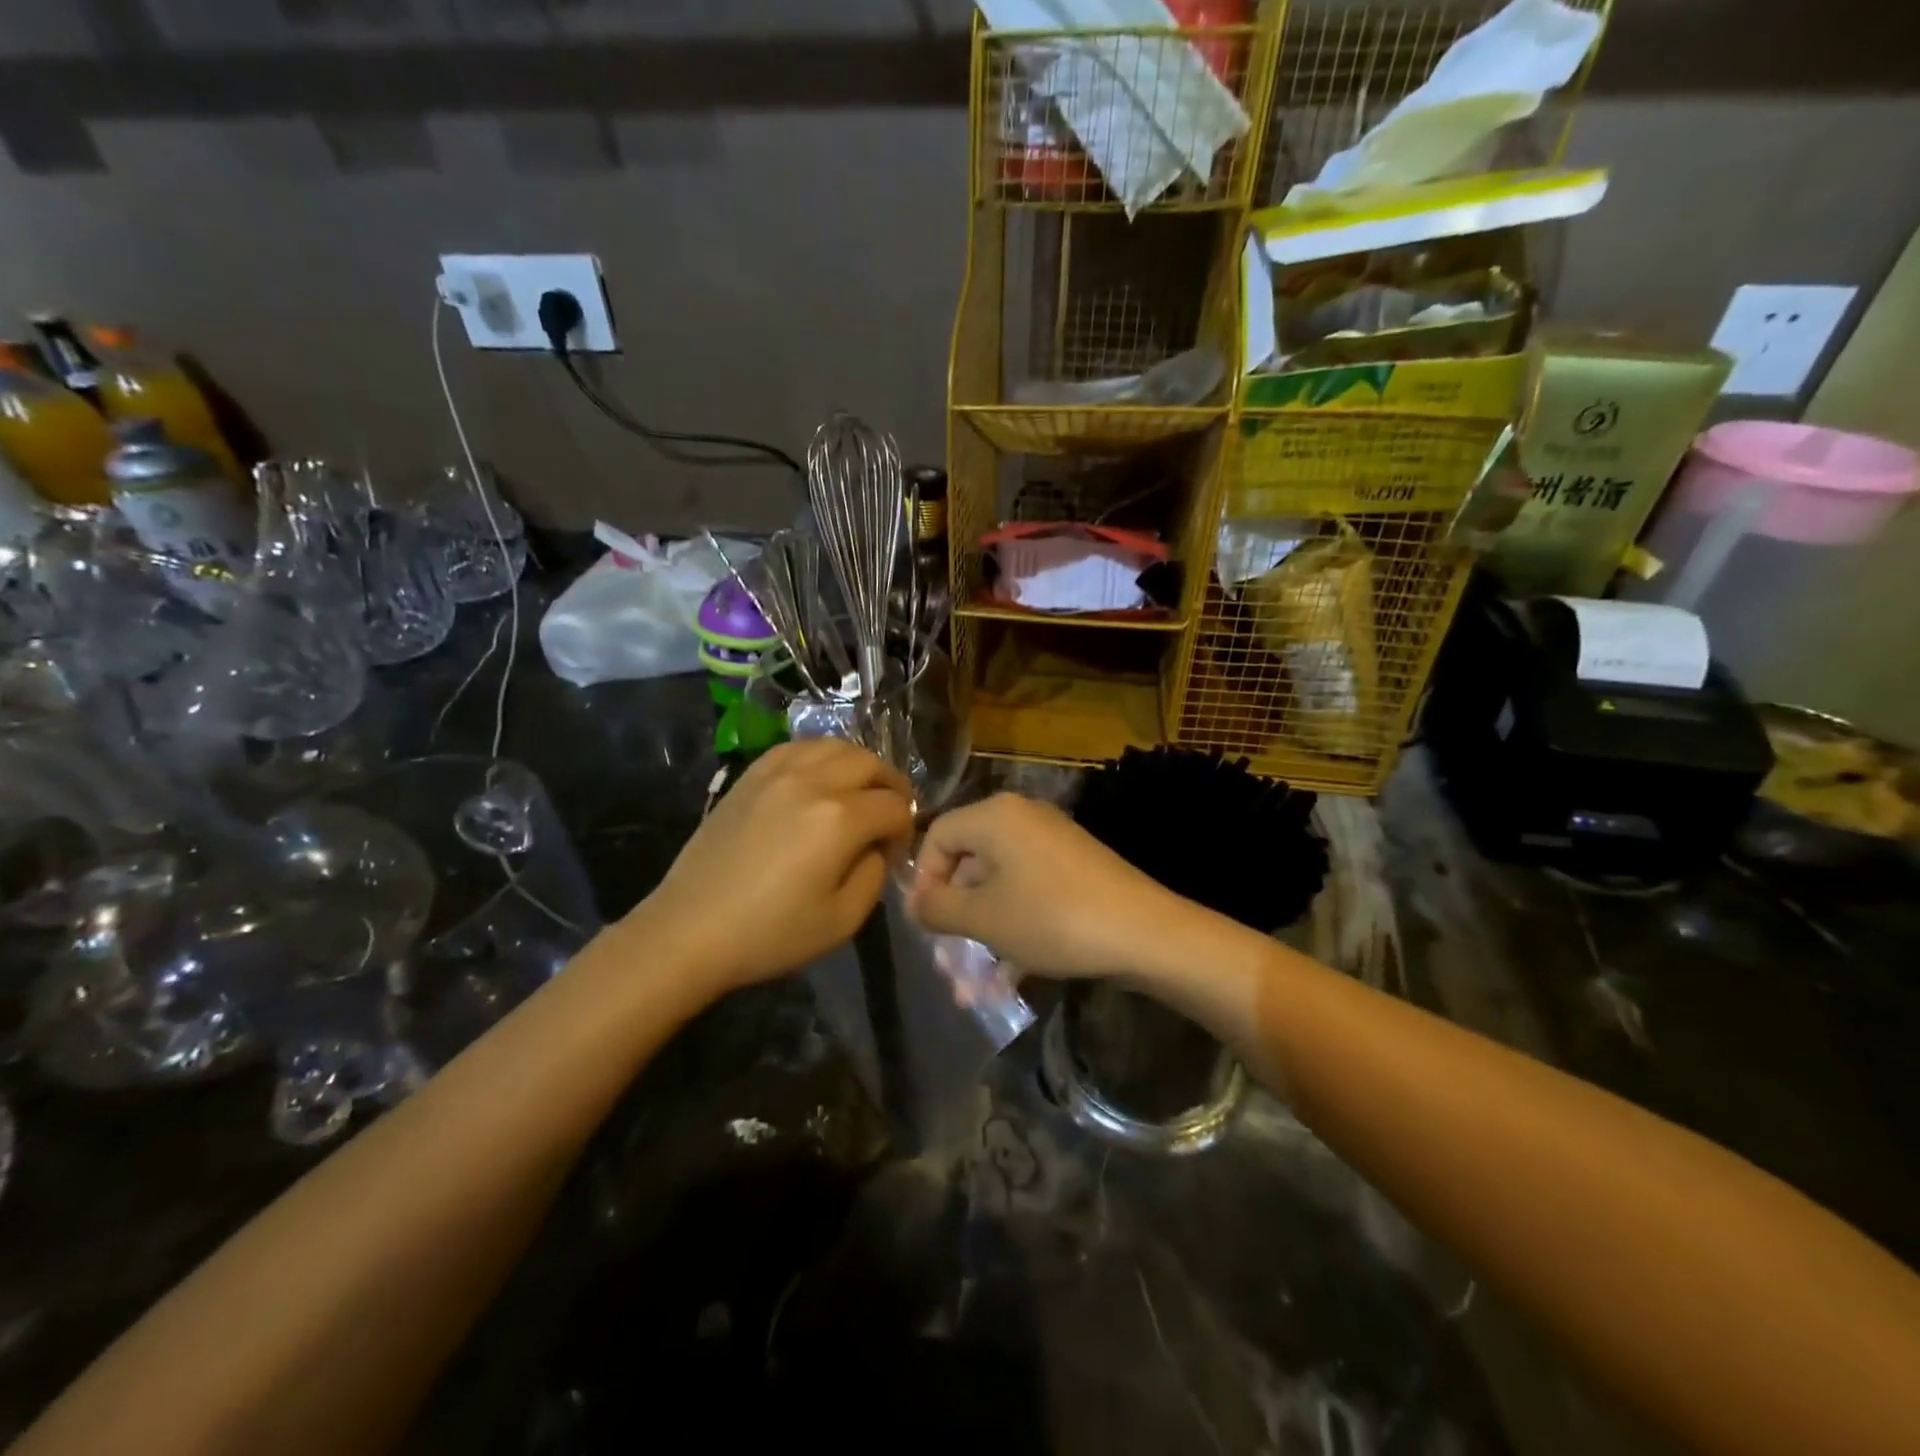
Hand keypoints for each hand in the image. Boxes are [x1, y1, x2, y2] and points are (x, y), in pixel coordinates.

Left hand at [637, 740, 912, 990]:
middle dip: (891, 788)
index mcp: (840, 819)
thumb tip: (876, 846)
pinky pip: (798, 747)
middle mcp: (813, 782)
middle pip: (871, 763)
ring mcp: (778, 772)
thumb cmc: (770, 934)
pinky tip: (819, 780)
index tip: (893, 854)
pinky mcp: (751, 775)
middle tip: (888, 817)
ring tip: (858, 794)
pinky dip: (821, 757)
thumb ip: (875, 874)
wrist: (690, 930)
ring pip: (836, 746)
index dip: (905, 829)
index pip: (895, 806)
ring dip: (859, 766)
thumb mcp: (843, 920)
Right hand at [907, 793, 1190, 978]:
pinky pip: (1029, 896)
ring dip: (981, 937)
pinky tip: (1006, 983)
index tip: (922, 926)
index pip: (937, 835)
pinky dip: (1013, 932)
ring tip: (970, 991)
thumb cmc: (1051, 918)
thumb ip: (937, 908)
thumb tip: (914, 901)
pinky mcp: (1073, 871)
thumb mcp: (984, 918)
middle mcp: (1022, 820)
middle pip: (969, 864)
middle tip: (945, 963)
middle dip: (953, 919)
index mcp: (995, 816)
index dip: (923, 881)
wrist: (1145, 933)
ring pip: (999, 889)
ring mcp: (1051, 845)